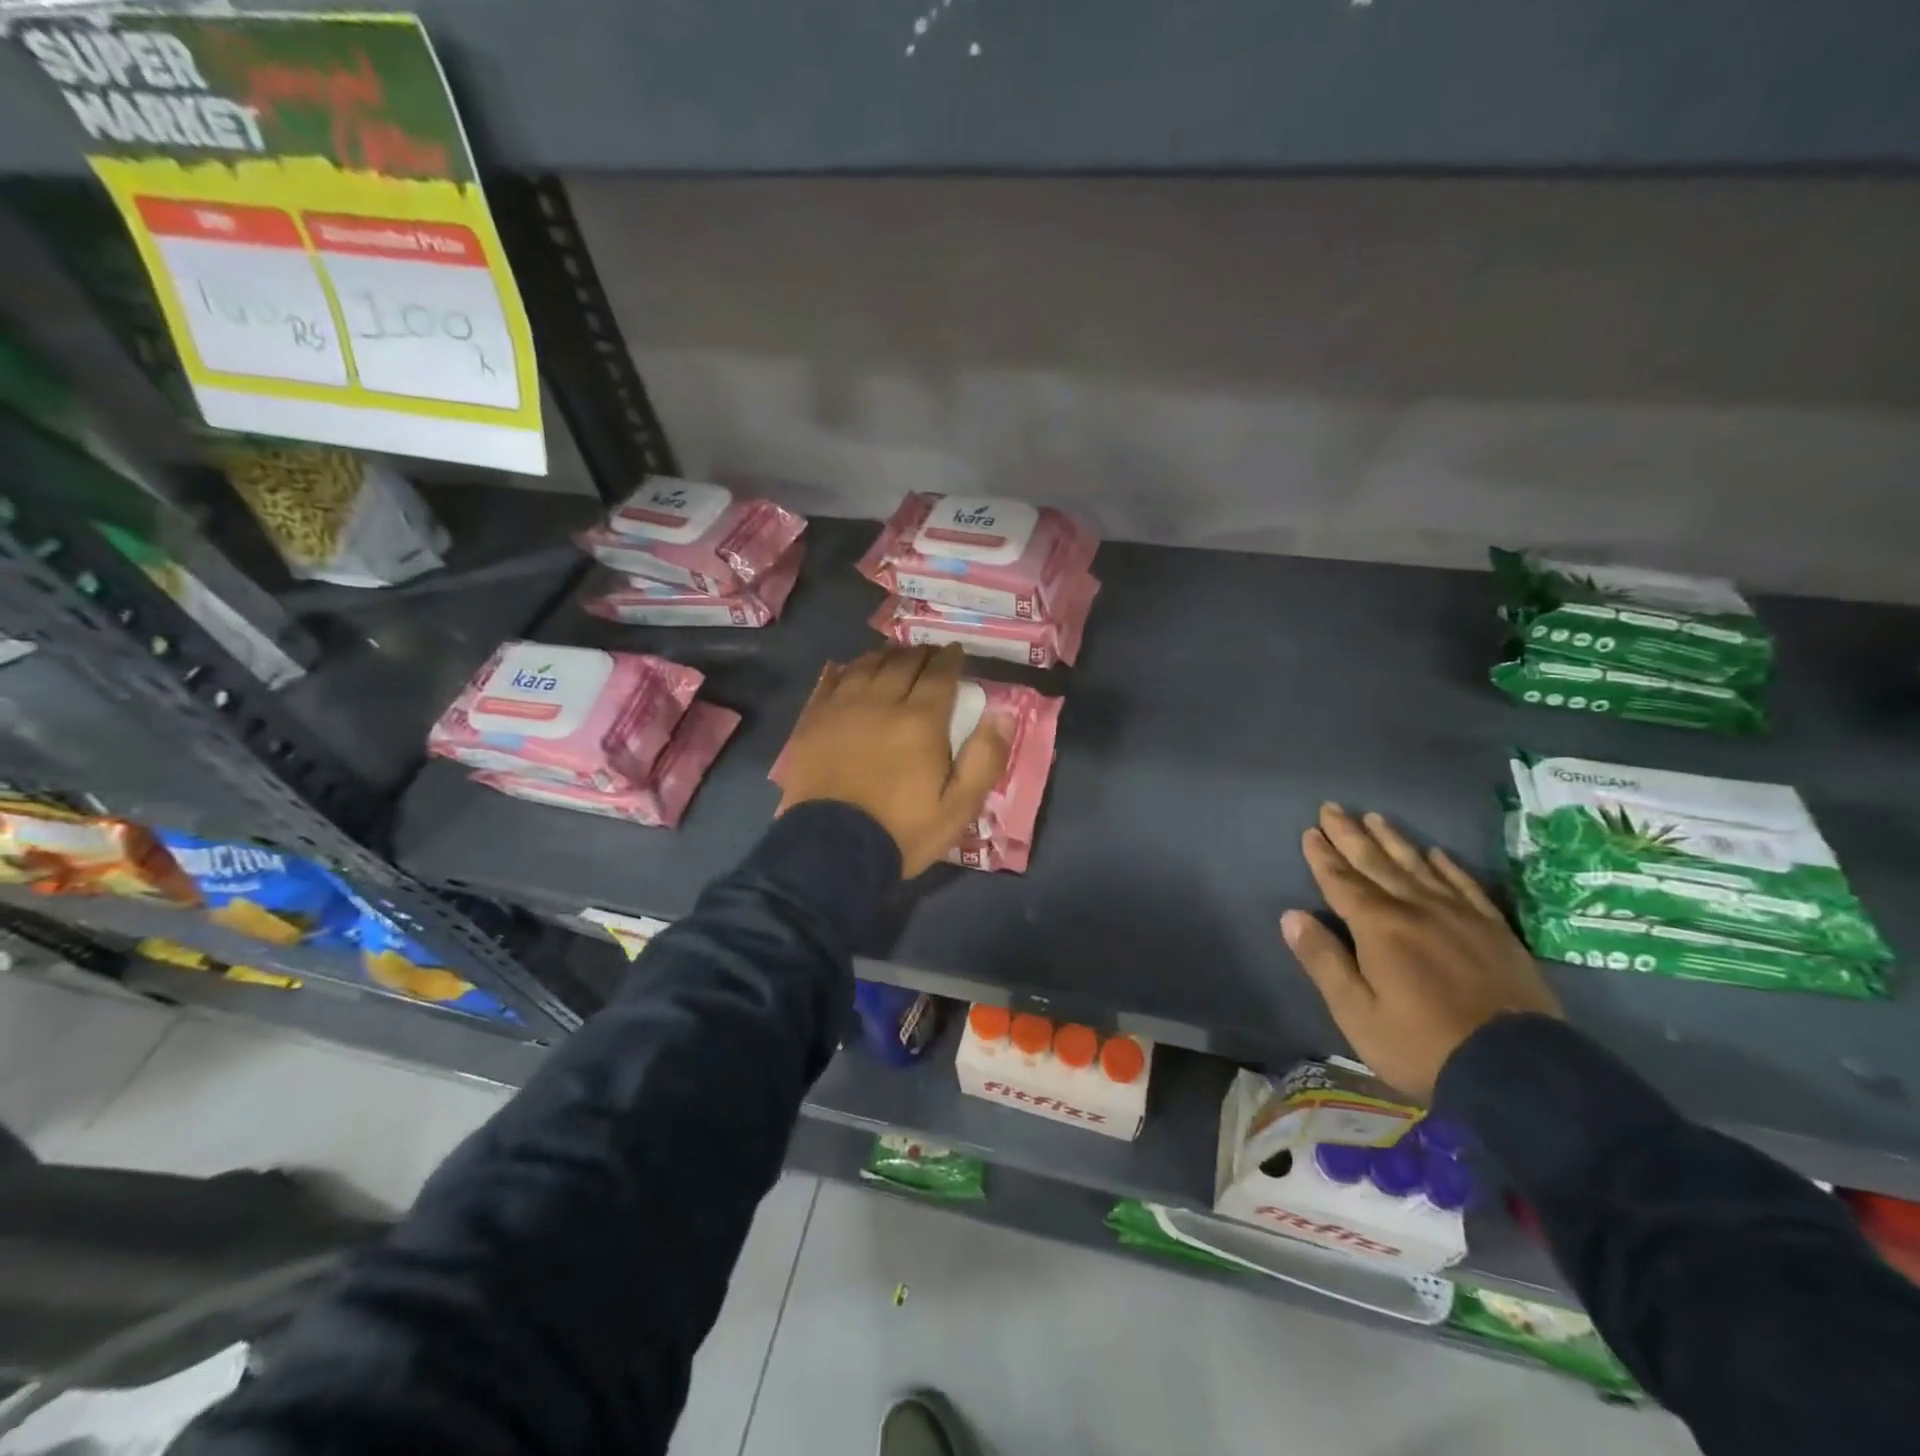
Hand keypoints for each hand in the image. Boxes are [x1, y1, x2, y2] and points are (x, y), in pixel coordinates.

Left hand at [777, 644, 1009, 877]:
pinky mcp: (813, 721)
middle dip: (922, 654)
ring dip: (886, 656)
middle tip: (930, 654)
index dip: (951, 660)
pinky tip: (853, 670)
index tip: (957, 652)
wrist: (831, 849)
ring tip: (896, 656)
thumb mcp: (958, 806)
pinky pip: (832, 681)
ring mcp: (842, 709)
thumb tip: (1004, 714)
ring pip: (867, 666)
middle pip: (903, 663)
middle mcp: (882, 702)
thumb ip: (985, 758)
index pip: (939, 675)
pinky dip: (849, 669)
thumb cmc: (902, 830)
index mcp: (921, 721)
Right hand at [1280, 804, 1562, 1101]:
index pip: (1342, 881)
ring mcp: (1460, 916)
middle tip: (1332, 807)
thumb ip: (1323, 960)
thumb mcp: (1356, 1012)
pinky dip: (1447, 866)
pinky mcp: (1495, 931)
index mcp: (1379, 927)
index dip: (1323, 856)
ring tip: (1375, 817)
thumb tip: (1292, 915)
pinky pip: (1465, 886)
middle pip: (1377, 863)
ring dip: (1393, 841)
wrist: (1518, 1071)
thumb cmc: (1421, 1045)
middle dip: (1351, 835)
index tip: (1309, 830)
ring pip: (1418, 866)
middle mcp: (1416, 909)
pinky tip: (1436, 853)